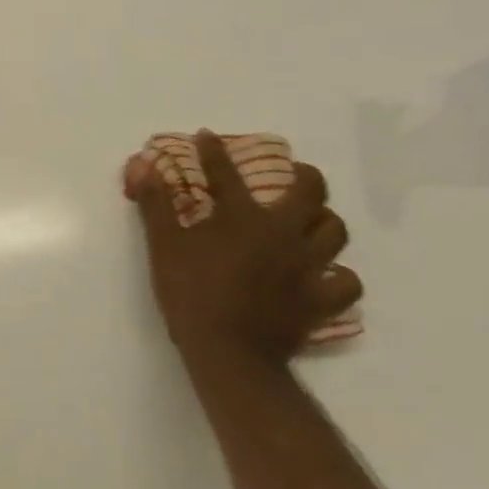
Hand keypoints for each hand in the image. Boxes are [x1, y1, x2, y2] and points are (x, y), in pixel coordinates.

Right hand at [125, 131, 361, 367]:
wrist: (228, 352)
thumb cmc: (191, 292)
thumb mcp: (163, 245)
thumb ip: (156, 203)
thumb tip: (143, 164)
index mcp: (243, 218)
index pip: (226, 173)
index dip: (214, 152)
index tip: (207, 136)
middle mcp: (284, 234)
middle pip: (310, 193)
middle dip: (303, 176)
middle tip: (293, 174)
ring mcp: (308, 267)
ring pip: (335, 232)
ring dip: (324, 220)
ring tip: (311, 220)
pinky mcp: (320, 301)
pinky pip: (345, 282)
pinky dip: (338, 275)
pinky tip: (323, 274)